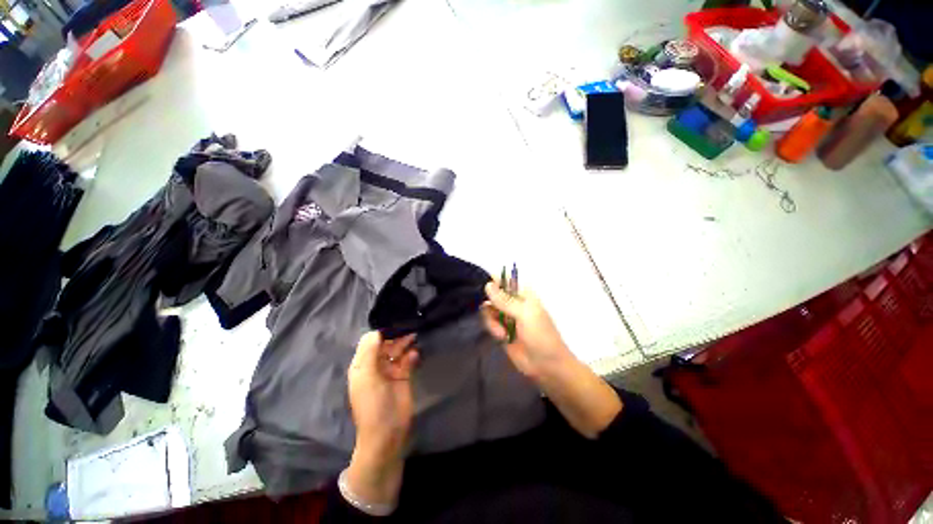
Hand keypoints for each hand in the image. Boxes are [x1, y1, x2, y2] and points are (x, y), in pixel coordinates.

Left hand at [345, 332, 417, 509]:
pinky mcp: (404, 376)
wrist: (387, 433)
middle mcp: (376, 365)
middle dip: (395, 335)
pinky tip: (415, 353)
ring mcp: (391, 370)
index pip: (370, 342)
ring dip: (405, 342)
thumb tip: (376, 331)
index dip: (380, 332)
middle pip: (386, 344)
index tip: (393, 323)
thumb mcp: (367, 378)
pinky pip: (408, 360)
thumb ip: (371, 353)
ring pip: (398, 350)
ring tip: (414, 334)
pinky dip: (412, 355)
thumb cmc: (372, 405)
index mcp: (362, 365)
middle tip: (408, 326)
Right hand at [481, 281, 574, 379]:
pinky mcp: (500, 330)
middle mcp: (513, 303)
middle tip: (492, 312)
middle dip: (490, 303)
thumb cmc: (541, 335)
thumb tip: (487, 284)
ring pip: (488, 309)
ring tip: (501, 332)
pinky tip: (502, 337)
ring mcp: (506, 317)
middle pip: (492, 294)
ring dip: (491, 319)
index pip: (505, 280)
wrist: (546, 366)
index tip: (484, 288)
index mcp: (523, 294)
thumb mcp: (524, 314)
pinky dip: (492, 328)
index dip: (493, 281)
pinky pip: (488, 323)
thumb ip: (505, 300)